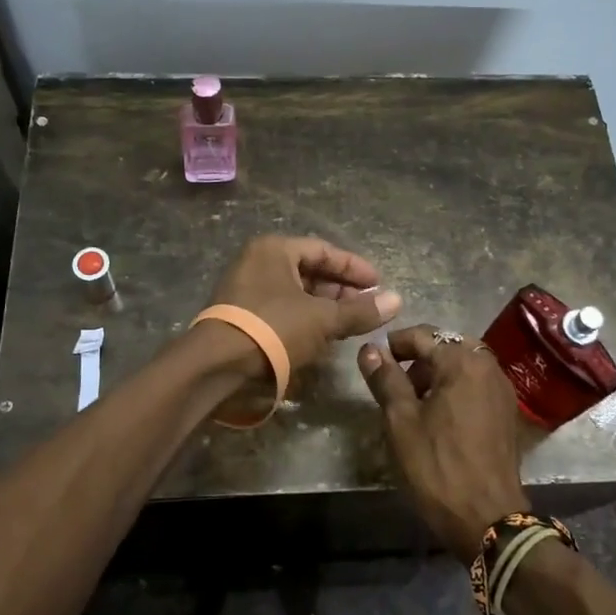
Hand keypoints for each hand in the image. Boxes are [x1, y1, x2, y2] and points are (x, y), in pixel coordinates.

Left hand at [206, 236, 402, 375]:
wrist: (218, 365)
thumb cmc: (274, 328)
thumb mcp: (323, 319)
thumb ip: (360, 310)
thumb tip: (397, 301)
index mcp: (274, 249)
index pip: (323, 250)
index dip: (354, 267)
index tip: (379, 284)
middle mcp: (257, 262)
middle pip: (308, 270)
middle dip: (340, 289)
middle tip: (367, 306)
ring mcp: (245, 288)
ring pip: (295, 292)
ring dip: (324, 306)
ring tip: (350, 323)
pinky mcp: (241, 315)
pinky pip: (280, 308)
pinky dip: (304, 318)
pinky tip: (322, 336)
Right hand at [358, 324, 527, 558]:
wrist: (488, 518)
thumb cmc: (438, 466)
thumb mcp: (401, 421)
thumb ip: (386, 379)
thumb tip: (369, 349)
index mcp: (462, 361)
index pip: (421, 335)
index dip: (394, 344)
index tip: (375, 361)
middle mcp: (488, 366)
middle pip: (446, 346)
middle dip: (418, 359)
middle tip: (395, 384)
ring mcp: (502, 389)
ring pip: (462, 365)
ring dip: (437, 374)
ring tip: (414, 402)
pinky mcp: (507, 412)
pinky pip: (476, 385)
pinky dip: (456, 389)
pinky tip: (440, 417)